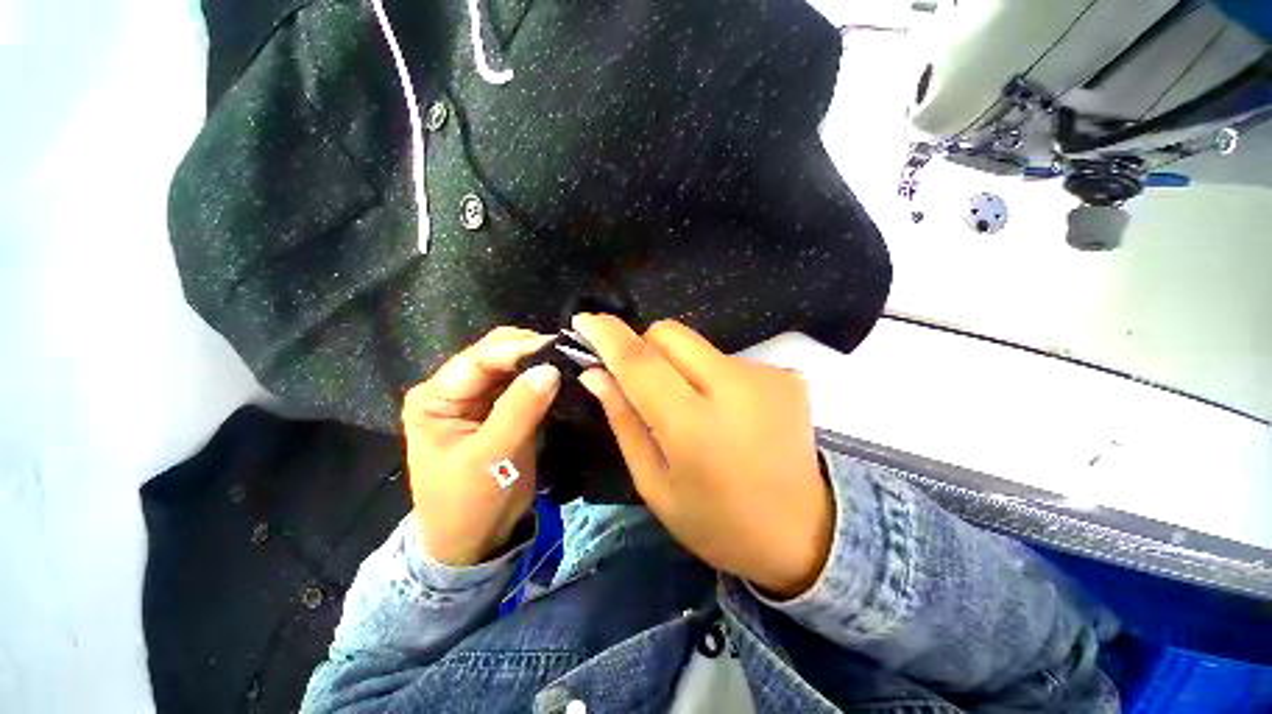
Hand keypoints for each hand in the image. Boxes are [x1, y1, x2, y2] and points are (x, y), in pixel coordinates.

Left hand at [401, 327, 559, 565]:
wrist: (473, 542)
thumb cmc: (469, 505)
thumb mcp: (491, 458)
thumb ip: (519, 410)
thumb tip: (551, 369)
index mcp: (435, 398)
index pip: (479, 360)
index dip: (519, 350)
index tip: (559, 348)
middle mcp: (454, 389)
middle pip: (494, 353)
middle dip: (531, 350)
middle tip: (569, 352)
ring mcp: (478, 397)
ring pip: (512, 364)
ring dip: (540, 361)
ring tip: (571, 360)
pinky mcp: (500, 408)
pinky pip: (523, 382)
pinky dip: (543, 377)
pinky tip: (564, 375)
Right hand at [573, 315, 832, 597]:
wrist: (804, 533)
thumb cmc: (717, 522)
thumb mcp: (655, 484)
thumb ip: (624, 421)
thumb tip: (596, 374)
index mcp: (694, 427)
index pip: (640, 361)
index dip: (607, 335)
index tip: (583, 320)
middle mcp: (734, 388)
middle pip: (669, 333)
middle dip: (644, 347)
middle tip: (644, 383)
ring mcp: (767, 376)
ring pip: (697, 344)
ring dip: (680, 365)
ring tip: (692, 407)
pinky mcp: (786, 375)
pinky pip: (727, 358)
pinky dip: (712, 376)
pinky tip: (727, 412)